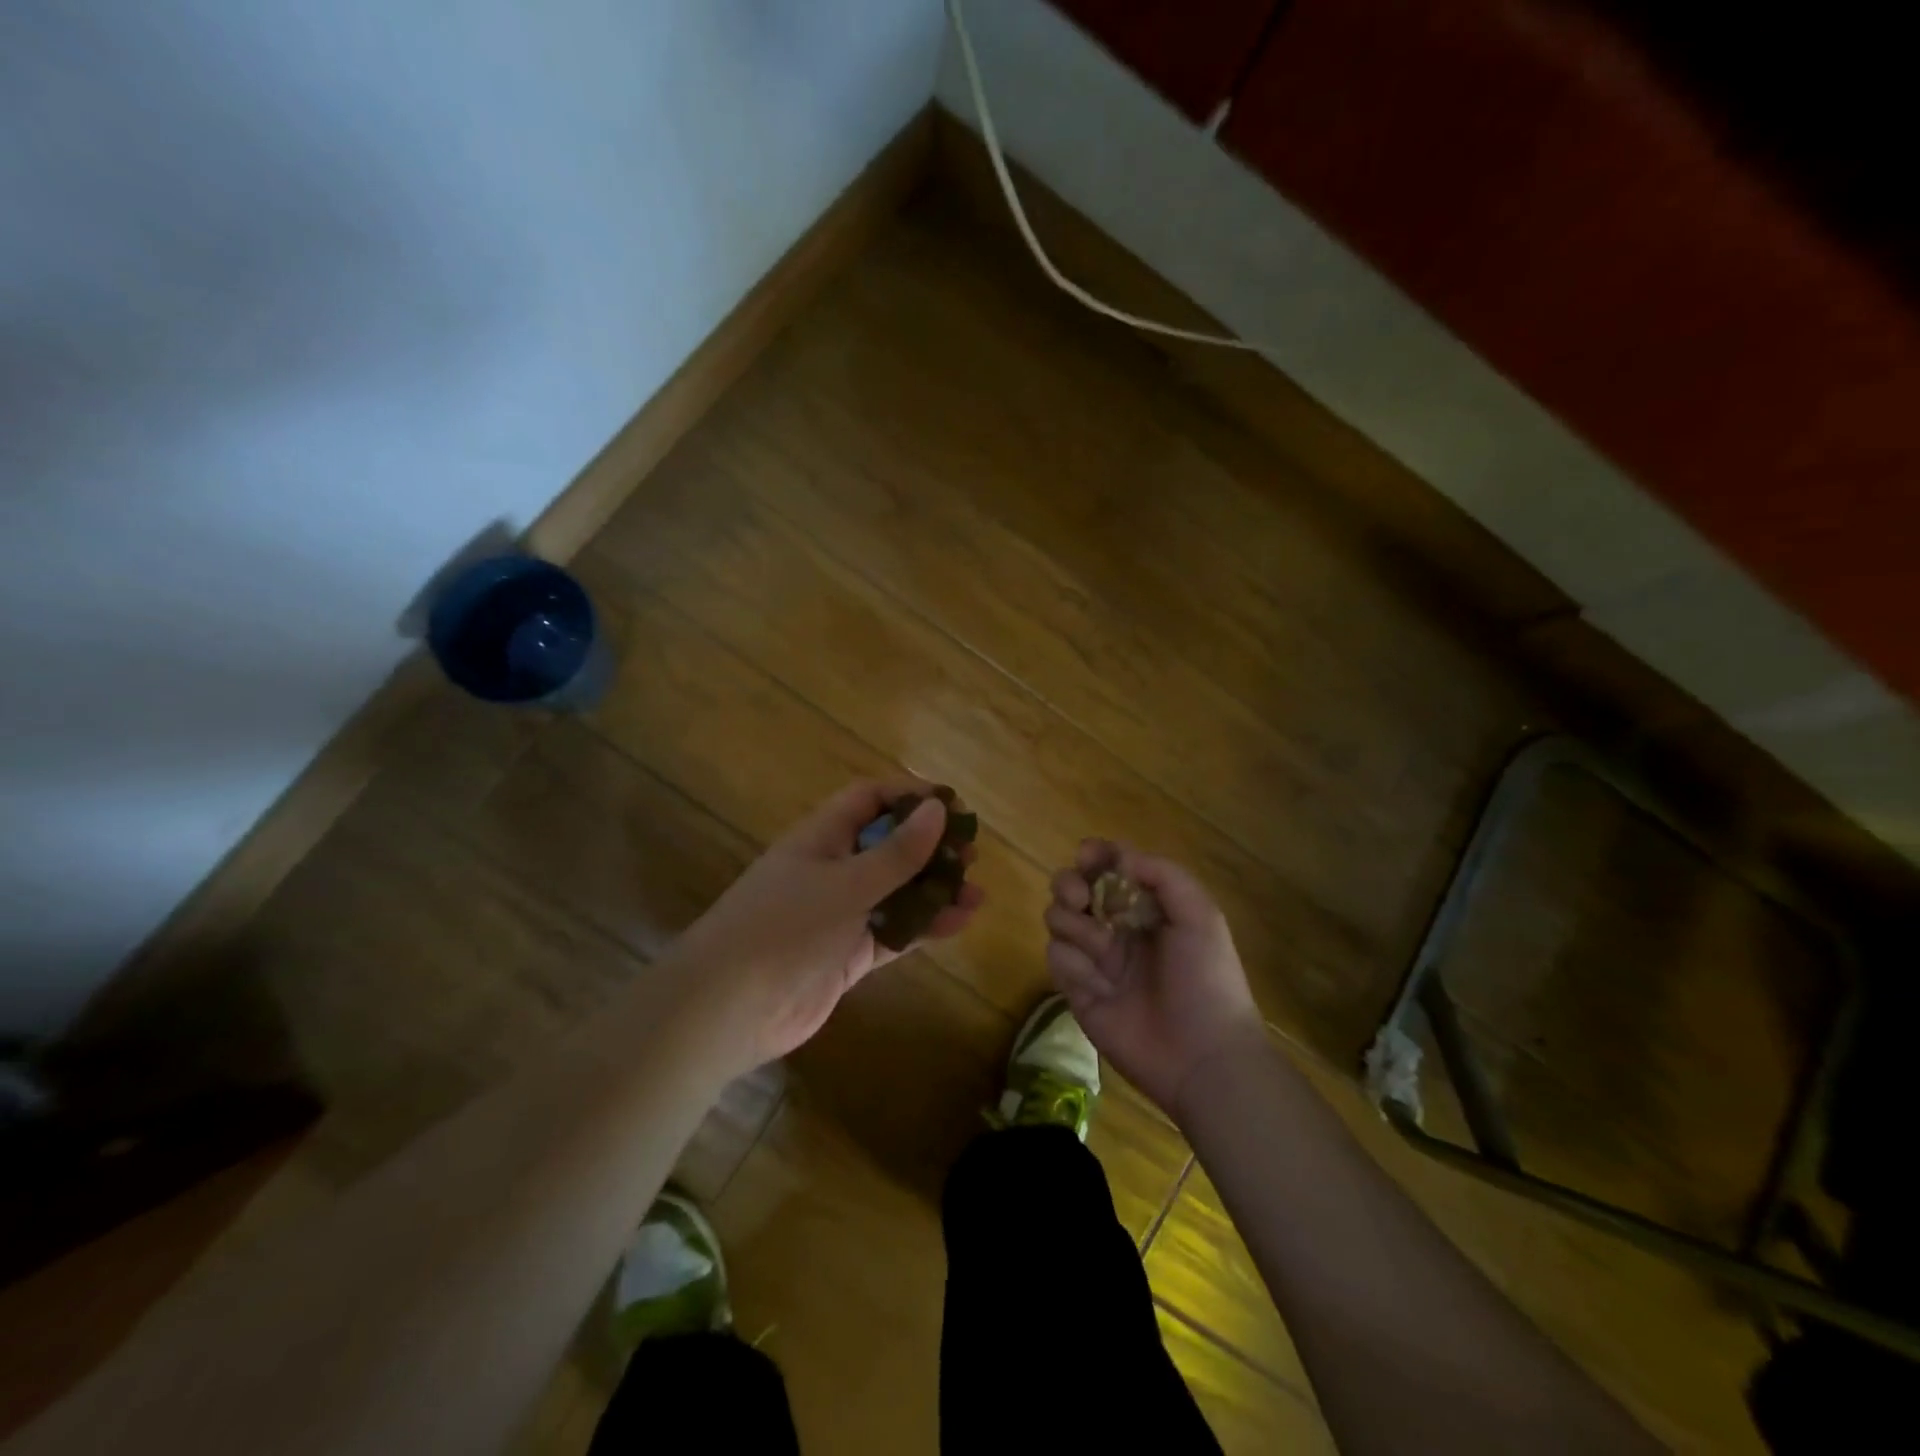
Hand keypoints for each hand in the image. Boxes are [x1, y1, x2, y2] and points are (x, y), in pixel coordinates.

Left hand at [677, 779, 983, 1072]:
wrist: (727, 1009)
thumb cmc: (784, 928)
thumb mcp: (846, 884)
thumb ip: (896, 852)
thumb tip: (937, 809)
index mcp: (822, 837)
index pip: (869, 799)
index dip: (909, 795)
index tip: (952, 805)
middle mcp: (833, 869)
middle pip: (889, 845)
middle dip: (930, 847)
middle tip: (971, 855)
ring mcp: (841, 913)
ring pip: (897, 891)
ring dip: (935, 891)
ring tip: (977, 894)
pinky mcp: (849, 953)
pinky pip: (894, 931)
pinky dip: (924, 926)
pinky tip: (959, 924)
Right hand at [1045, 840, 1263, 1118]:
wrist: (1202, 1056)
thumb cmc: (1207, 980)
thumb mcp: (1200, 916)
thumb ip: (1162, 875)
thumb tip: (1119, 859)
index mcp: (1148, 908)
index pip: (1110, 869)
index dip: (1096, 856)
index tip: (1088, 856)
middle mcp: (1117, 928)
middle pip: (1073, 889)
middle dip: (1069, 883)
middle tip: (1080, 897)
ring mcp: (1095, 960)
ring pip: (1058, 919)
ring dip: (1069, 920)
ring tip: (1097, 941)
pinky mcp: (1077, 992)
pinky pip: (1057, 959)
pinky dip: (1071, 960)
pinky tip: (1097, 980)